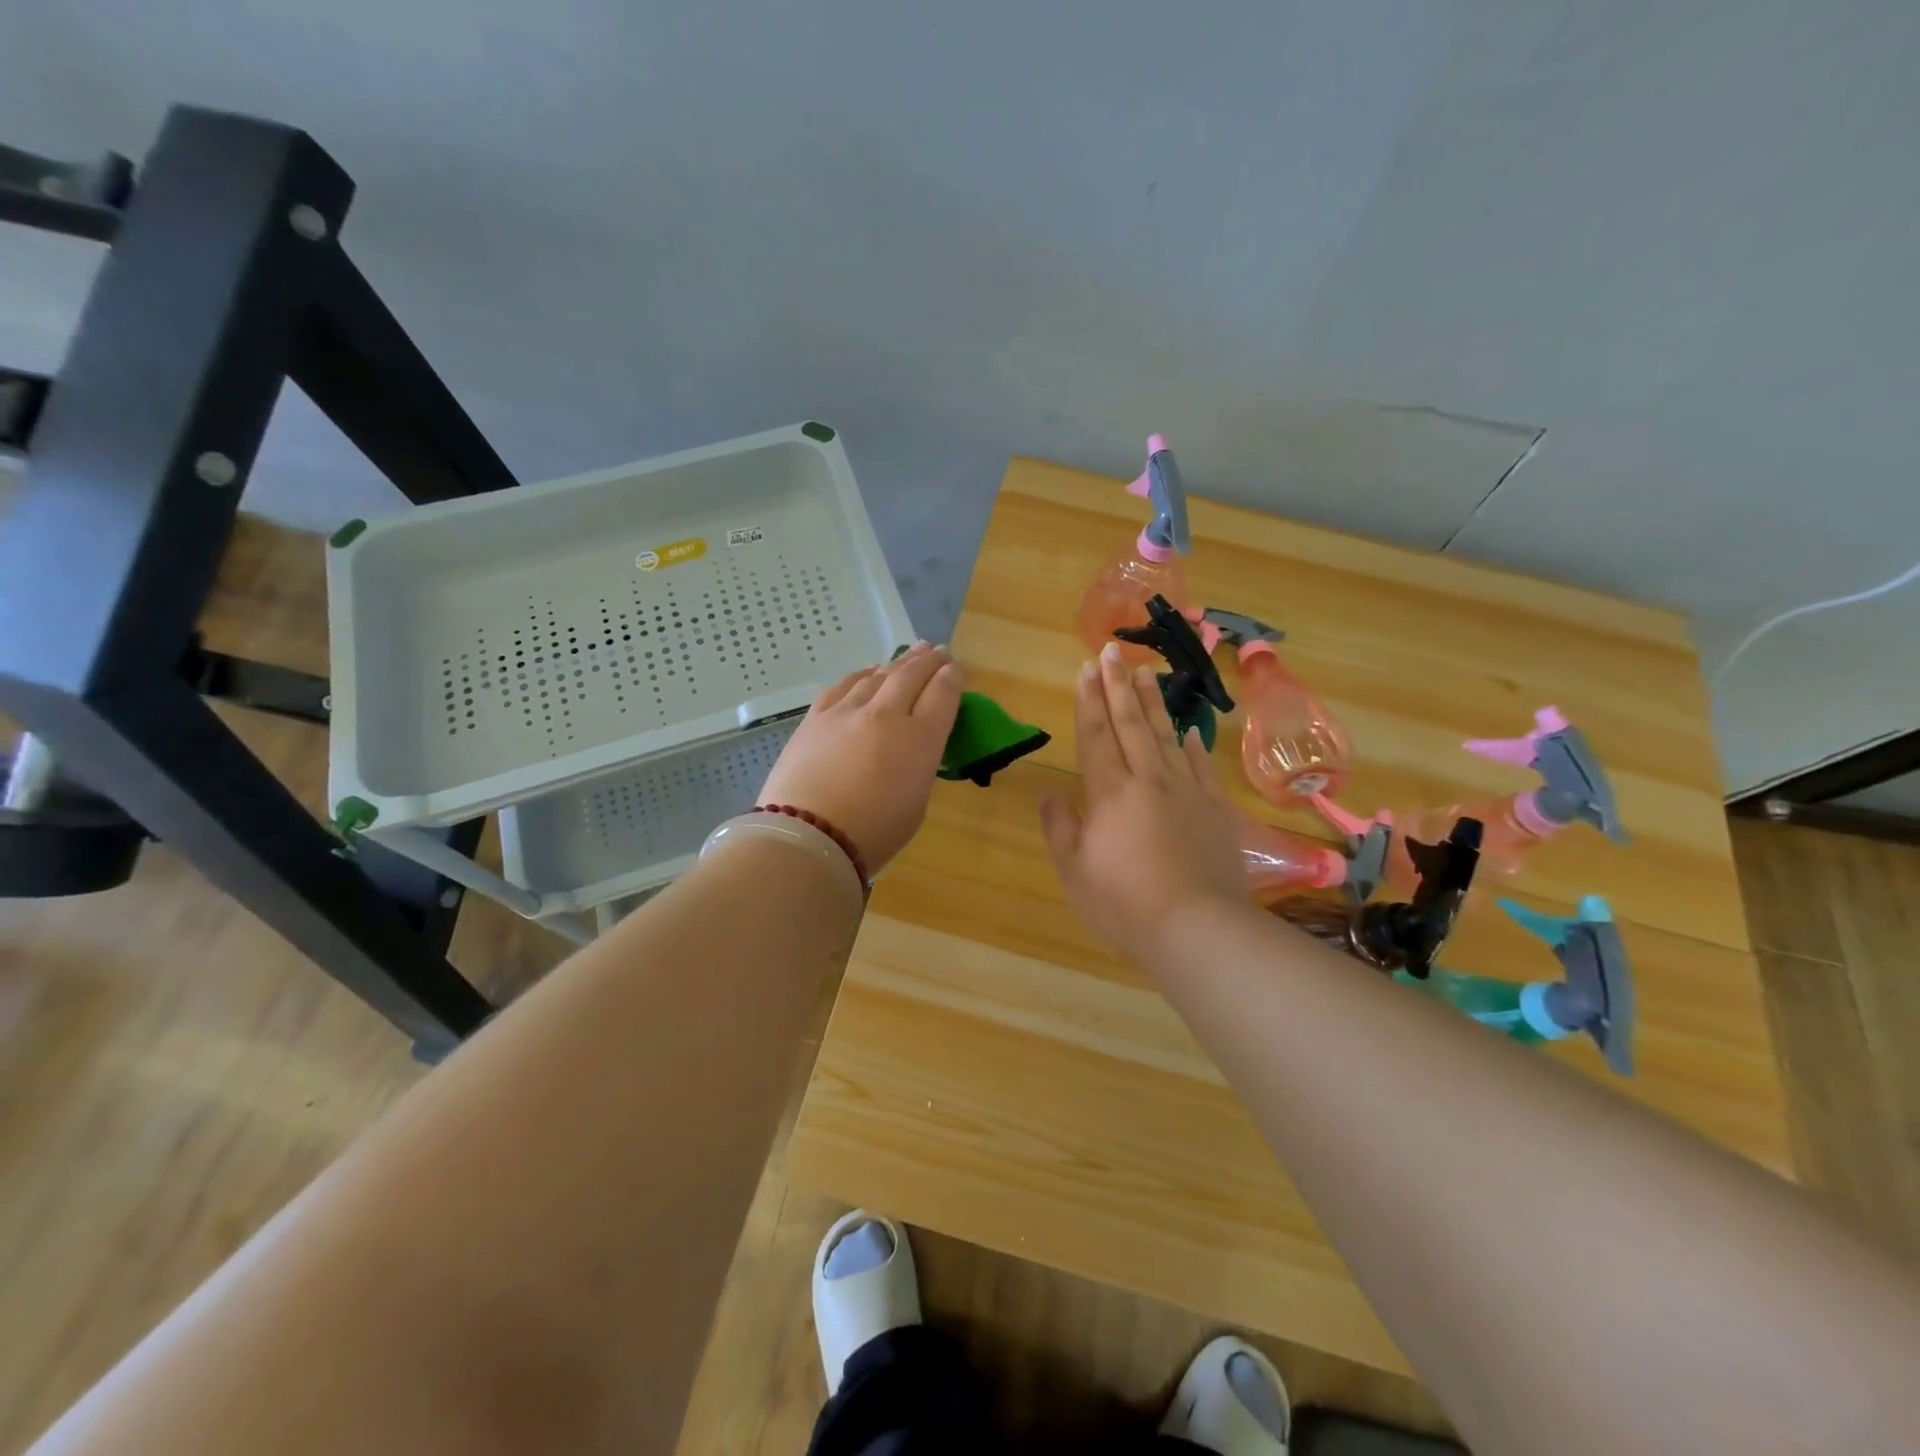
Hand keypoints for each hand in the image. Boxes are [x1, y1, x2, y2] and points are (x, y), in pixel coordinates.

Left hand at [756, 642, 963, 871]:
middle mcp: (886, 715)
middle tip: (937, 651)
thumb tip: (912, 744)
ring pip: (878, 674)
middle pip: (912, 674)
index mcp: (920, 739)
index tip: (955, 668)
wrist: (807, 838)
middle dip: (928, 660)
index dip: (952, 677)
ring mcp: (847, 711)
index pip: (943, 693)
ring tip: (909, 655)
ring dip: (897, 662)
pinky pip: (844, 685)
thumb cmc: (872, 834)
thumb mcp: (916, 803)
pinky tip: (868, 672)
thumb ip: (919, 764)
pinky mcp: (816, 717)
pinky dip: (862, 675)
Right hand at [1040, 643, 1245, 961]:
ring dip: (1154, 703)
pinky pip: (1203, 768)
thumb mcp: (1074, 871)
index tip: (1086, 667)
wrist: (1197, 928)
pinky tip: (1191, 731)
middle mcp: (1149, 780)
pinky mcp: (1216, 810)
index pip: (1096, 734)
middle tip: (1112, 650)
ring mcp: (1187, 792)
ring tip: (1147, 673)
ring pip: (1167, 736)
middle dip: (1118, 685)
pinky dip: (1195, 746)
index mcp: (1110, 792)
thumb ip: (1059, 828)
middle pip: (1131, 723)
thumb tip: (1049, 794)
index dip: (1088, 699)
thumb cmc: (1124, 903)